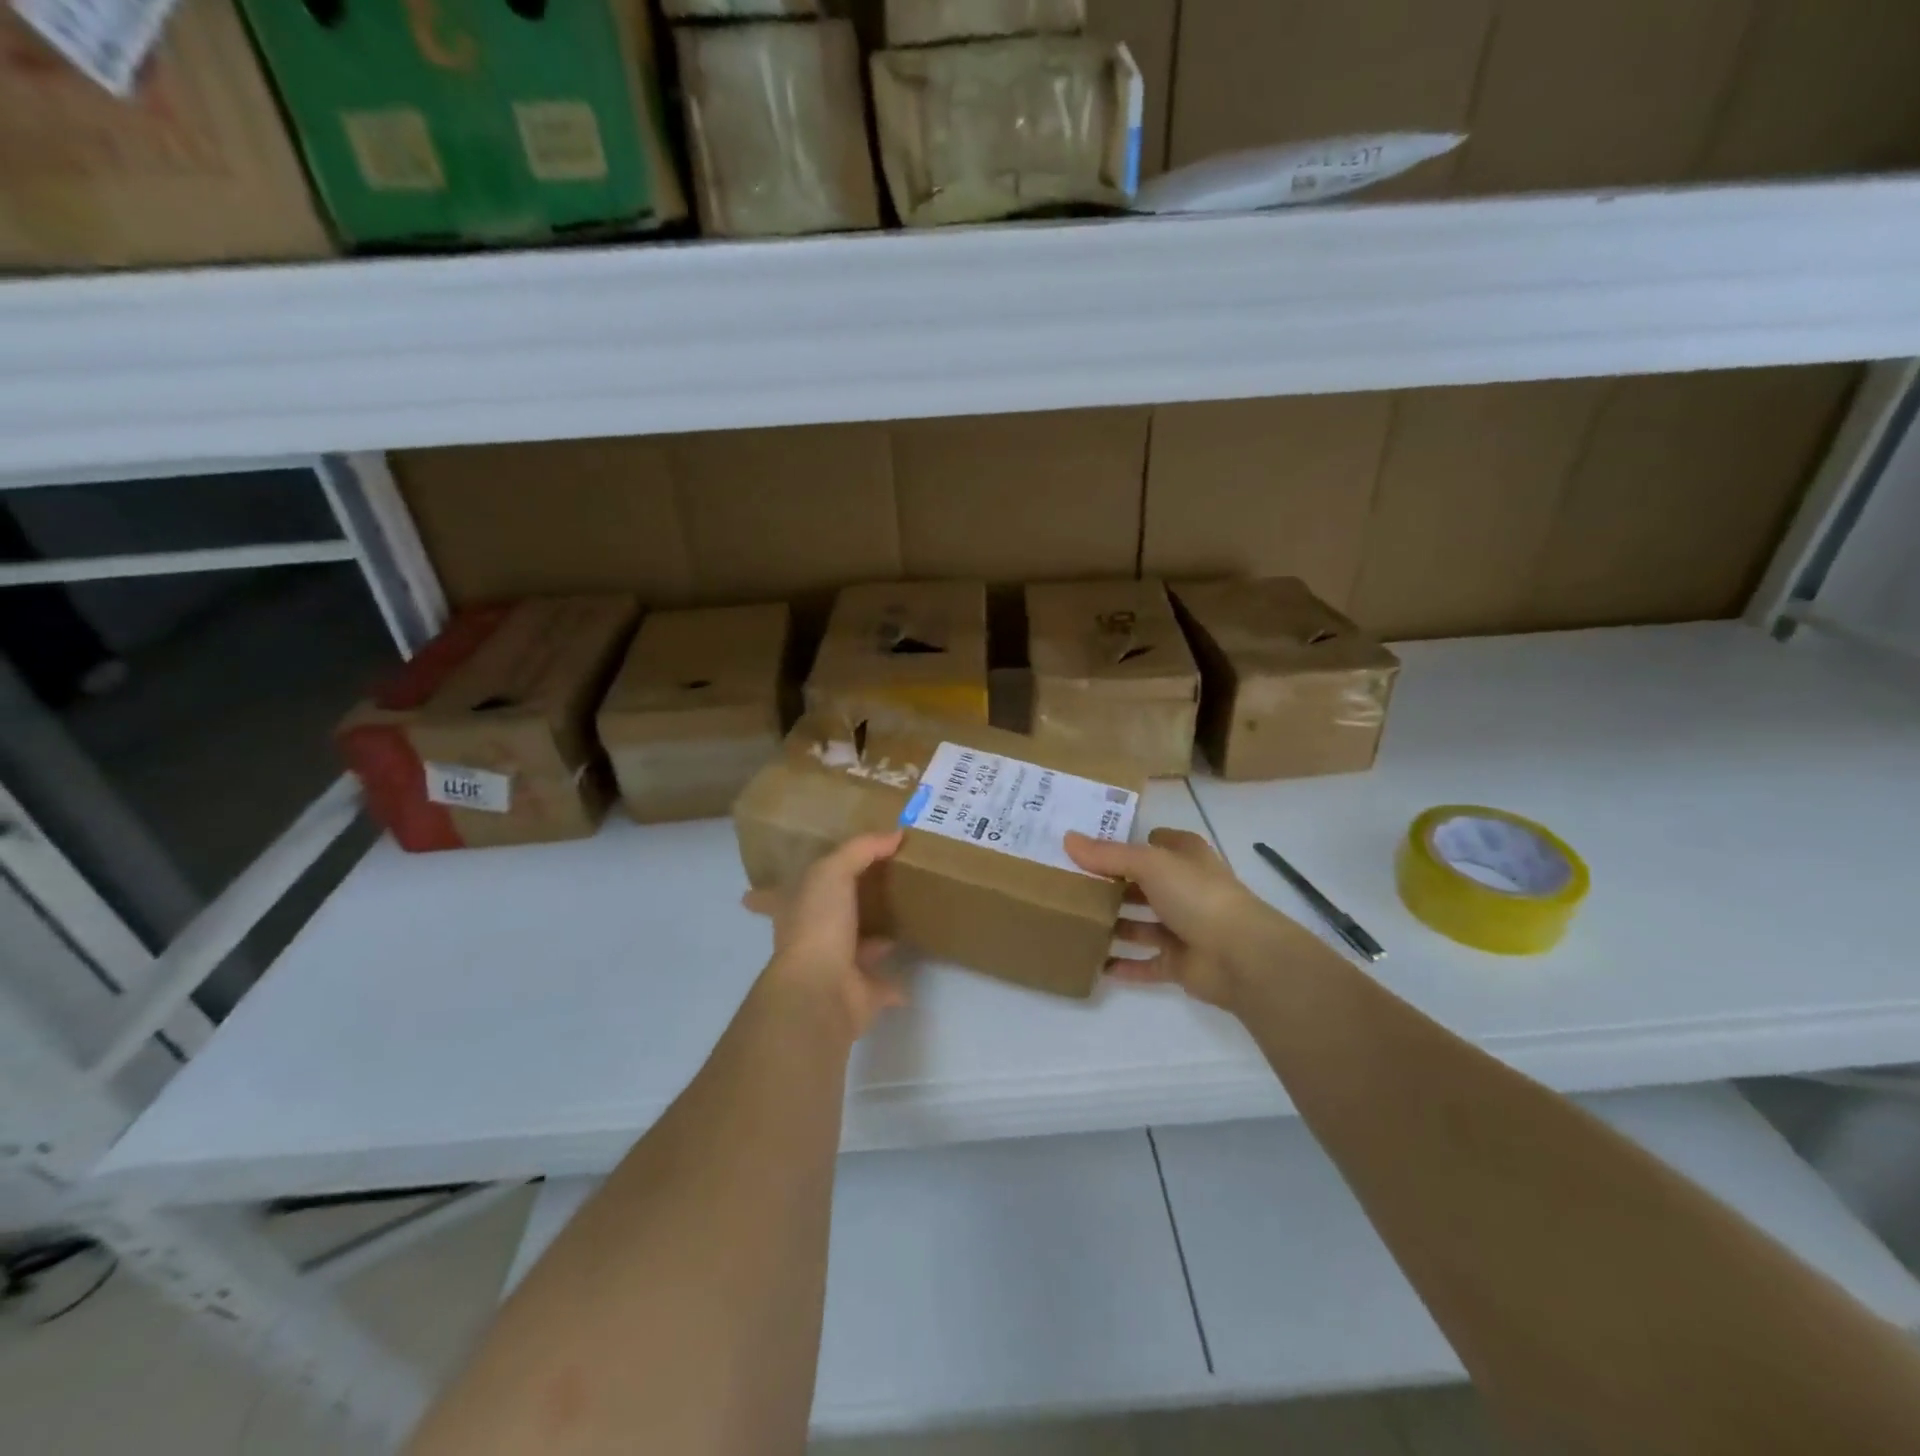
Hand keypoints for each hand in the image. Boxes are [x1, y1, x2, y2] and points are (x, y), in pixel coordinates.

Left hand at [742, 831, 906, 1041]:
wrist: (822, 989)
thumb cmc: (817, 924)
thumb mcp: (833, 872)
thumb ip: (861, 849)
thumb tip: (894, 834)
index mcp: (791, 911)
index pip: (771, 897)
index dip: (764, 894)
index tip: (750, 894)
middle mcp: (808, 939)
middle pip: (817, 922)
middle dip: (832, 912)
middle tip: (859, 897)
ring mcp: (832, 968)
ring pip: (852, 950)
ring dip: (868, 943)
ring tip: (892, 929)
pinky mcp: (857, 994)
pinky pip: (878, 984)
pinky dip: (891, 983)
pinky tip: (906, 976)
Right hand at [1064, 827, 1283, 1010]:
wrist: (1242, 956)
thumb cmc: (1197, 896)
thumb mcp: (1149, 863)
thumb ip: (1107, 855)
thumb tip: (1067, 839)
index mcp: (1185, 857)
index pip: (1153, 842)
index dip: (1125, 843)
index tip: (1086, 847)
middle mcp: (1185, 889)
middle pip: (1142, 885)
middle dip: (1111, 886)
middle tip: (1068, 886)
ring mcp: (1184, 928)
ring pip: (1140, 925)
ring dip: (1113, 926)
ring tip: (1073, 924)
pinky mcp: (1180, 963)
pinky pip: (1145, 964)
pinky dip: (1123, 965)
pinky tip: (1094, 964)